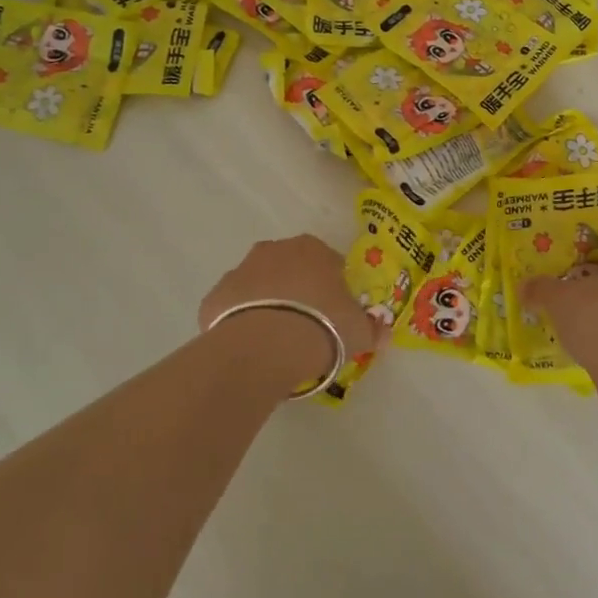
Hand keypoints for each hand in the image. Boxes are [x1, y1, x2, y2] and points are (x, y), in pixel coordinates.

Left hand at [200, 235, 380, 388]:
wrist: (264, 346)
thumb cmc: (322, 327)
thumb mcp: (359, 332)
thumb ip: (372, 329)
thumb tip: (382, 333)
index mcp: (313, 249)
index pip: (329, 262)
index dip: (334, 289)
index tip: (336, 314)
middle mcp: (274, 250)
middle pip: (290, 269)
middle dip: (298, 291)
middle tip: (307, 326)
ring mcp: (240, 270)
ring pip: (258, 286)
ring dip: (267, 304)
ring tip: (277, 341)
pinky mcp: (214, 296)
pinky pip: (232, 308)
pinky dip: (240, 322)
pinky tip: (250, 348)